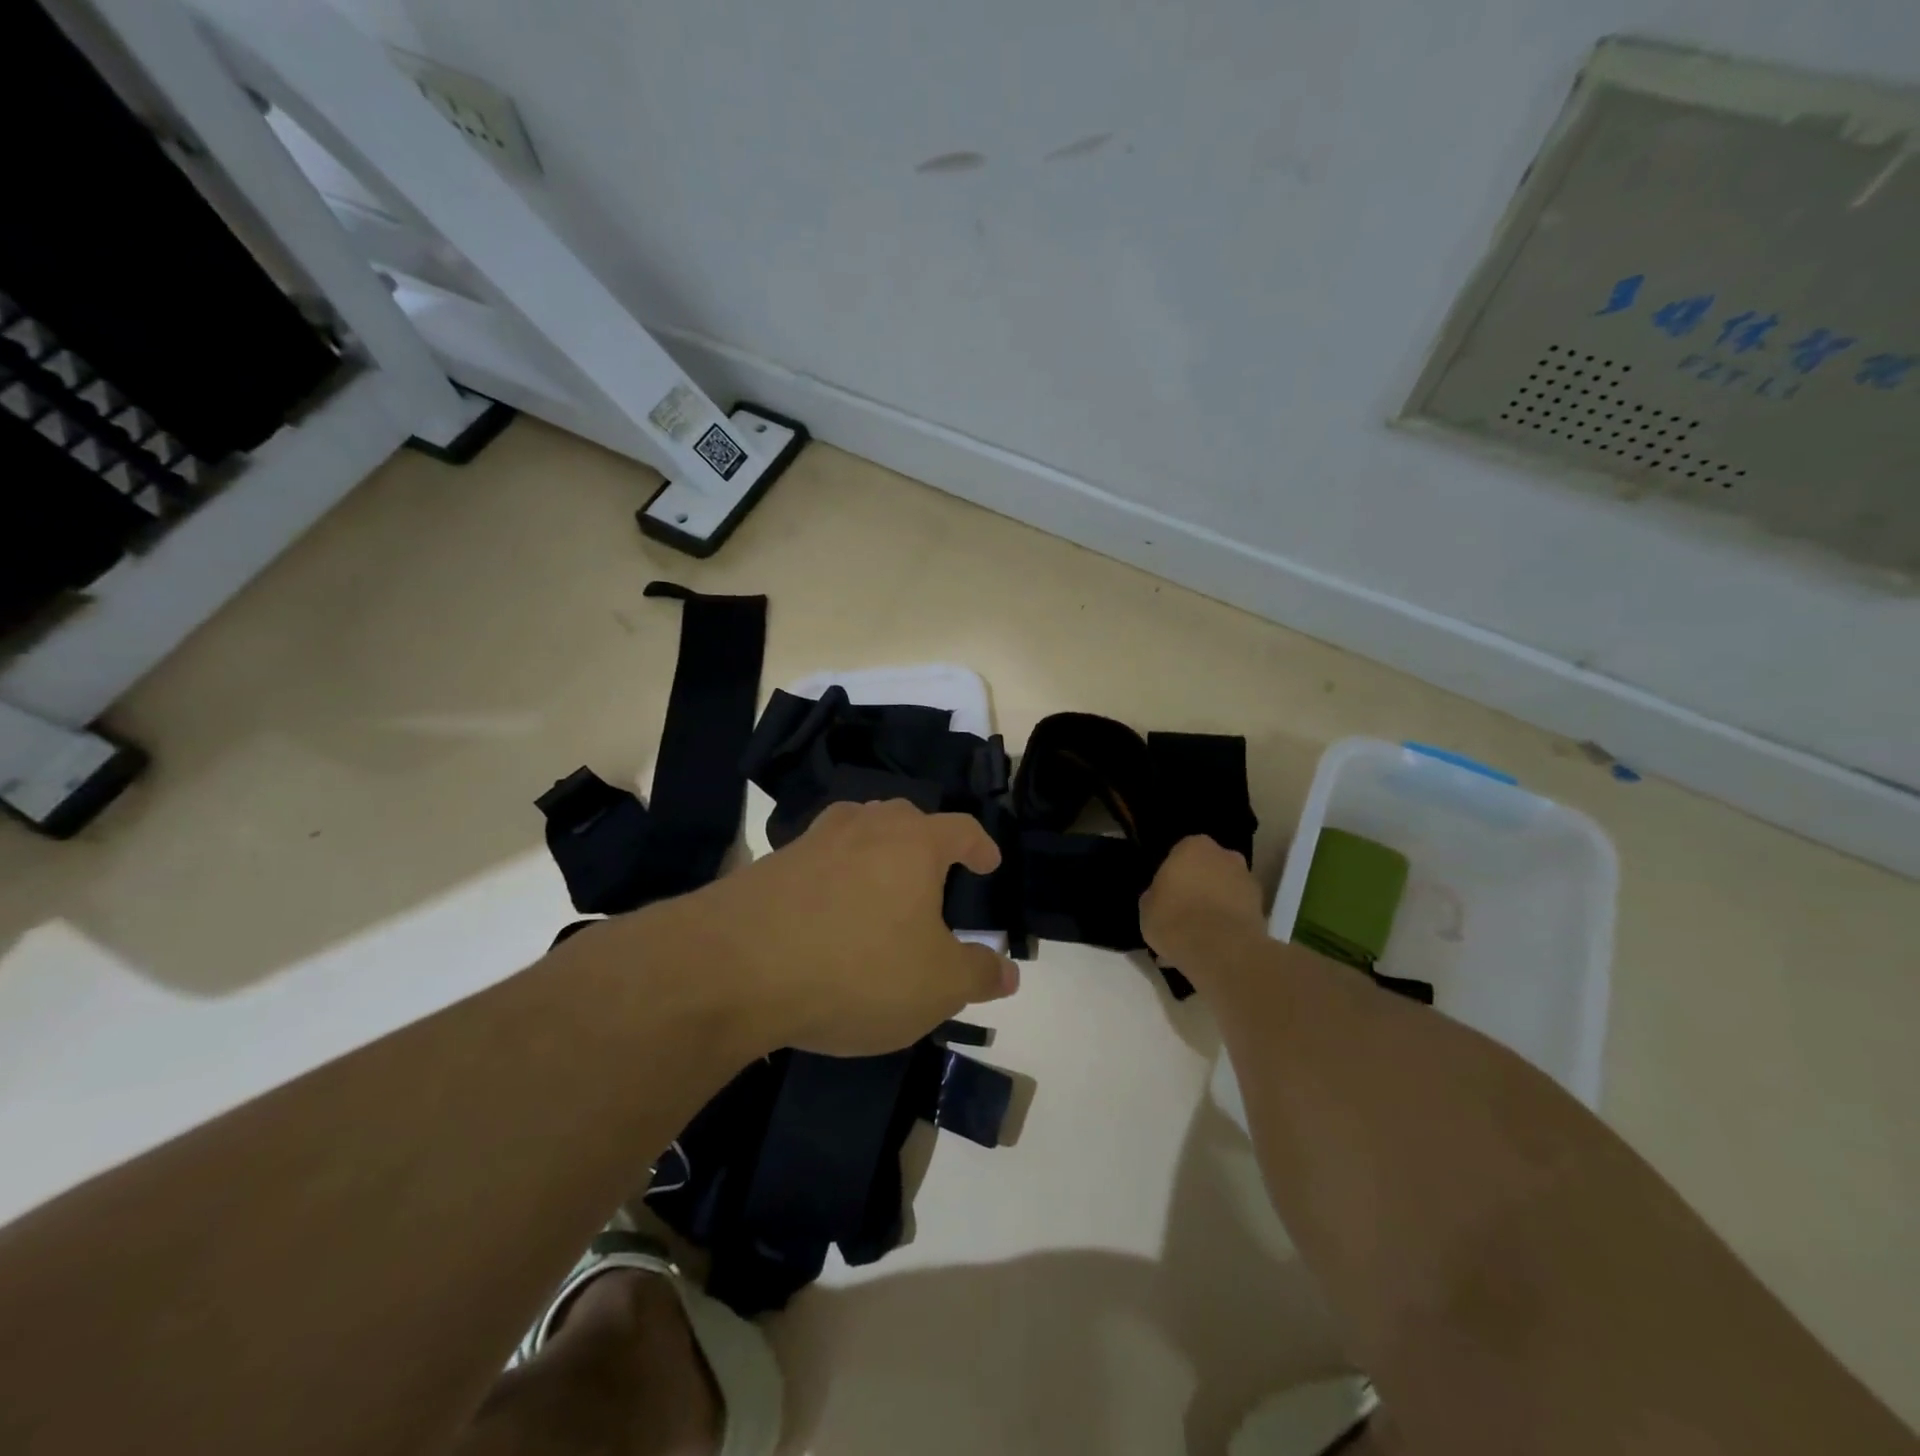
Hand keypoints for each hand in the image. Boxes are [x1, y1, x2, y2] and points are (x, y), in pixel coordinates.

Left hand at [655, 798, 1018, 1056]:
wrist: (733, 969)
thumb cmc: (856, 969)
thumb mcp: (935, 986)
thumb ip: (978, 974)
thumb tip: (1007, 970)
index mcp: (914, 843)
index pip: (962, 829)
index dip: (981, 846)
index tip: (989, 863)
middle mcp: (864, 827)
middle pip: (906, 820)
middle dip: (926, 844)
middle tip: (935, 879)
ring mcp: (812, 841)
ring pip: (858, 833)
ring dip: (877, 855)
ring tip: (882, 890)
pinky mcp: (770, 864)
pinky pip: (819, 863)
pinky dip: (834, 880)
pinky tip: (828, 916)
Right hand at [1139, 834, 1267, 991]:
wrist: (1220, 951)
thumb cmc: (1174, 919)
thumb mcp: (1147, 906)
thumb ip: (1156, 894)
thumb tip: (1163, 896)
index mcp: (1193, 846)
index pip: (1181, 853)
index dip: (1173, 874)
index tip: (1166, 894)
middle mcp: (1226, 856)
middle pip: (1209, 869)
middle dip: (1199, 886)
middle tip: (1184, 912)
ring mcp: (1248, 881)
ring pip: (1226, 891)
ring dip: (1216, 905)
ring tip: (1199, 937)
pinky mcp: (1263, 909)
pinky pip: (1238, 913)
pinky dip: (1229, 925)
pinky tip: (1214, 947)